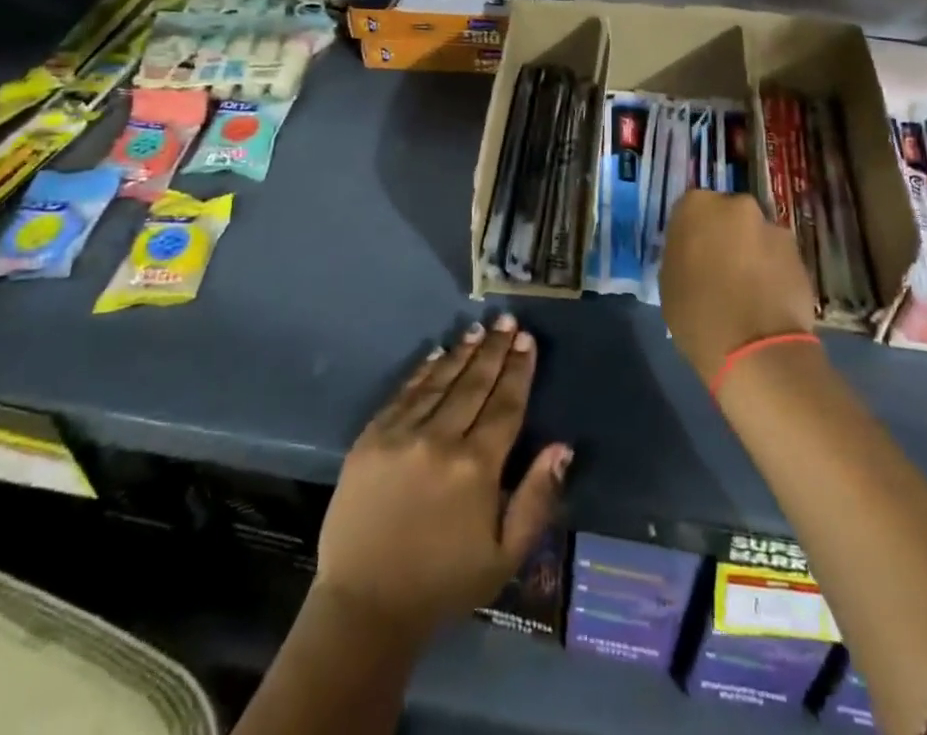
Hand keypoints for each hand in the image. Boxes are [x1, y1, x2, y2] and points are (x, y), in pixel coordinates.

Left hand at [316, 314, 571, 635]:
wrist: (365, 606)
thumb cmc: (444, 583)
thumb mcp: (504, 555)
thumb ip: (536, 498)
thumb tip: (561, 447)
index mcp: (476, 467)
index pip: (505, 405)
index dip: (518, 370)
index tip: (527, 341)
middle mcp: (440, 440)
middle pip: (474, 384)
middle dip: (494, 350)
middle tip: (507, 321)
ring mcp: (401, 435)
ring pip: (440, 382)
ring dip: (462, 353)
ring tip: (479, 330)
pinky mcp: (371, 438)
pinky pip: (404, 394)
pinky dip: (423, 371)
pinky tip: (437, 353)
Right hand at [660, 190, 815, 384]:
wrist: (755, 349)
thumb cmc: (697, 314)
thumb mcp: (669, 281)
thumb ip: (681, 254)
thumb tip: (694, 254)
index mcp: (697, 206)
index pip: (690, 210)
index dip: (692, 234)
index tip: (692, 257)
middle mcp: (737, 205)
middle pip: (727, 216)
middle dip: (725, 237)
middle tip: (719, 269)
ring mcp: (772, 228)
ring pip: (756, 236)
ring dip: (751, 253)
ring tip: (747, 290)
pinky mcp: (799, 254)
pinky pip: (777, 258)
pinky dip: (772, 271)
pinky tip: (766, 300)